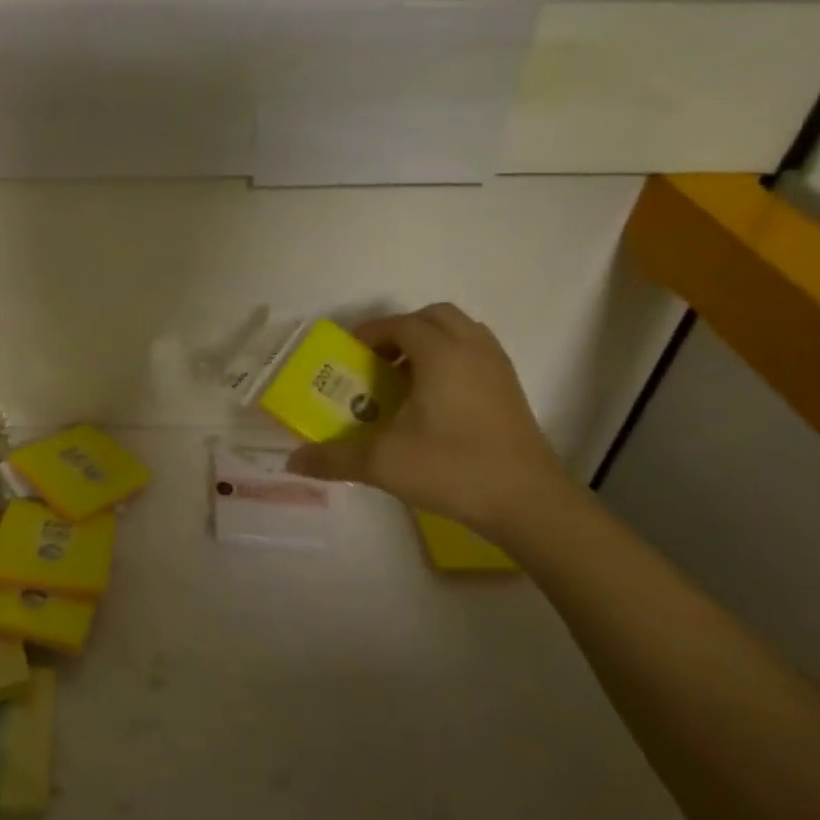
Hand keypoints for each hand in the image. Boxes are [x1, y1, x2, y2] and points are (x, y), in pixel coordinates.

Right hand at [286, 304, 574, 539]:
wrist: (528, 502)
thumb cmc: (452, 469)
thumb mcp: (383, 463)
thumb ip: (334, 458)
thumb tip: (291, 462)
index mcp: (442, 355)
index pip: (401, 324)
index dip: (372, 332)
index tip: (348, 352)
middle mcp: (473, 350)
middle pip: (435, 317)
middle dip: (403, 330)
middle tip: (378, 361)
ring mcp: (498, 369)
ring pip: (462, 333)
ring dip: (431, 342)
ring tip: (405, 377)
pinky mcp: (511, 391)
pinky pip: (477, 354)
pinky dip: (452, 360)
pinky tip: (435, 400)